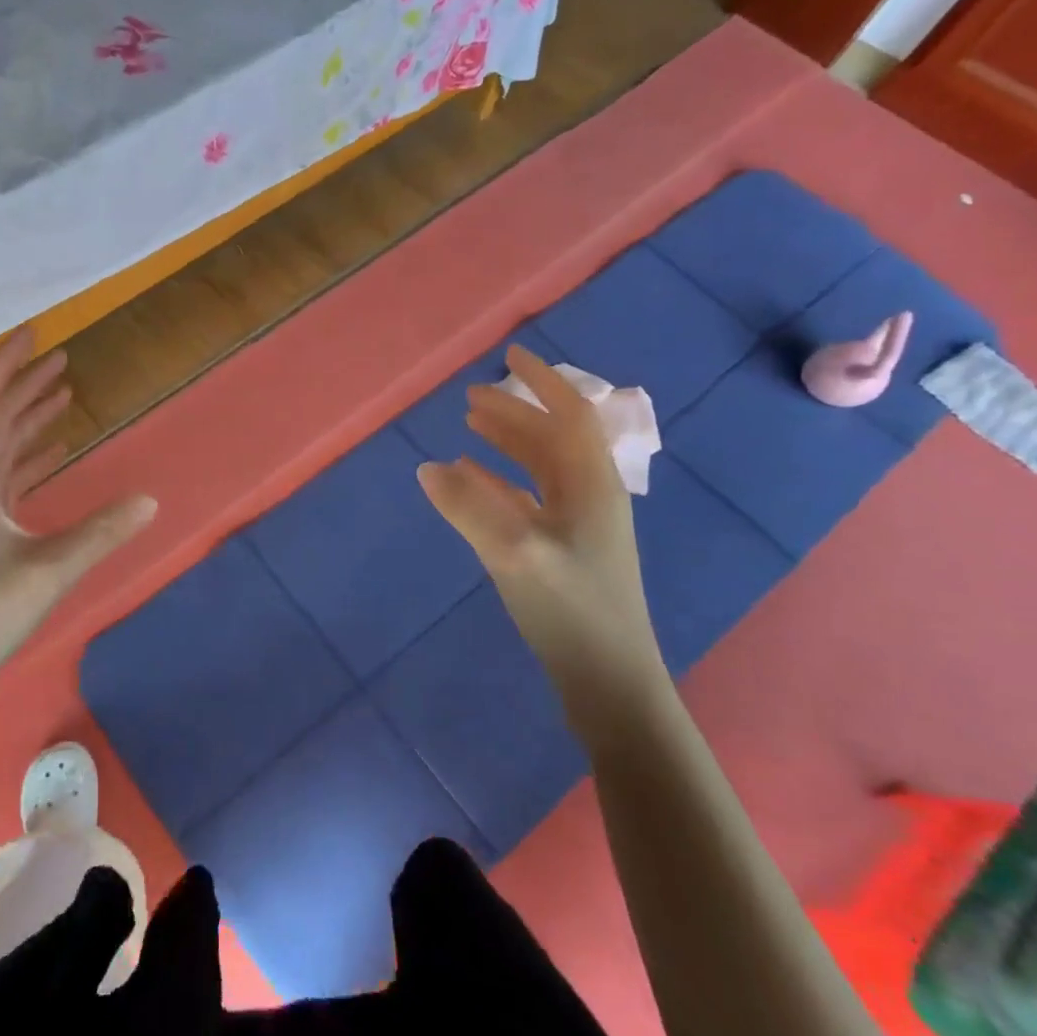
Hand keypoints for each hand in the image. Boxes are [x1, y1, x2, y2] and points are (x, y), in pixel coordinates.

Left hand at [0, 328, 157, 687]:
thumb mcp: (48, 573)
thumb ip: (101, 534)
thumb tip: (151, 500)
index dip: (6, 365)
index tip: (34, 334)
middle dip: (24, 384)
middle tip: (62, 358)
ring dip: (27, 416)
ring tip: (63, 394)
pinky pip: (4, 476)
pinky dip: (29, 455)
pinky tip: (53, 451)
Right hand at [417, 346, 663, 700]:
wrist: (608, 680)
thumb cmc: (571, 609)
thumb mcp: (514, 552)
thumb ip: (468, 507)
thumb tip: (427, 467)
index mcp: (591, 484)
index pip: (570, 415)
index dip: (543, 382)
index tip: (511, 355)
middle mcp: (589, 495)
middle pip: (552, 437)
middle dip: (515, 411)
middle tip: (471, 397)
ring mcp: (578, 524)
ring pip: (541, 466)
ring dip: (508, 441)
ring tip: (470, 426)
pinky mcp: (562, 549)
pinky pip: (528, 497)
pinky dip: (500, 479)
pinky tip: (471, 480)